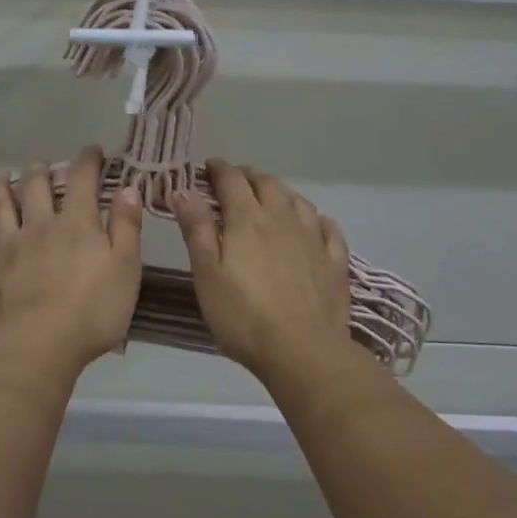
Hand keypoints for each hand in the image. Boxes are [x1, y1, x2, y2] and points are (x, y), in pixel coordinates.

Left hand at [0, 146, 143, 371]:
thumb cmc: (93, 310)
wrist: (40, 345)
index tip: (93, 151)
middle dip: (40, 170)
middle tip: (41, 163)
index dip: (88, 160)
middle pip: (36, 187)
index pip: (83, 180)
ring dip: (0, 188)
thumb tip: (128, 188)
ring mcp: (8, 247)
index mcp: (77, 223)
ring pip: (1, 207)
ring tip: (0, 176)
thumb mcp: (126, 268)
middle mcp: (40, 226)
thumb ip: (127, 226)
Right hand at [172, 160, 351, 381]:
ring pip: (297, 200)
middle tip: (235, 181)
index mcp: (247, 218)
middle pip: (266, 183)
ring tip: (270, 198)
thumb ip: (196, 229)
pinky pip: (327, 227)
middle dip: (248, 176)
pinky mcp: (334, 260)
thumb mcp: (207, 273)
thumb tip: (181, 190)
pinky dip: (315, 218)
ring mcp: (313, 237)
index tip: (208, 167)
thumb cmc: (243, 314)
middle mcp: (282, 218)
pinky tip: (313, 224)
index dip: (218, 169)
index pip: (231, 180)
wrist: (302, 350)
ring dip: (280, 192)